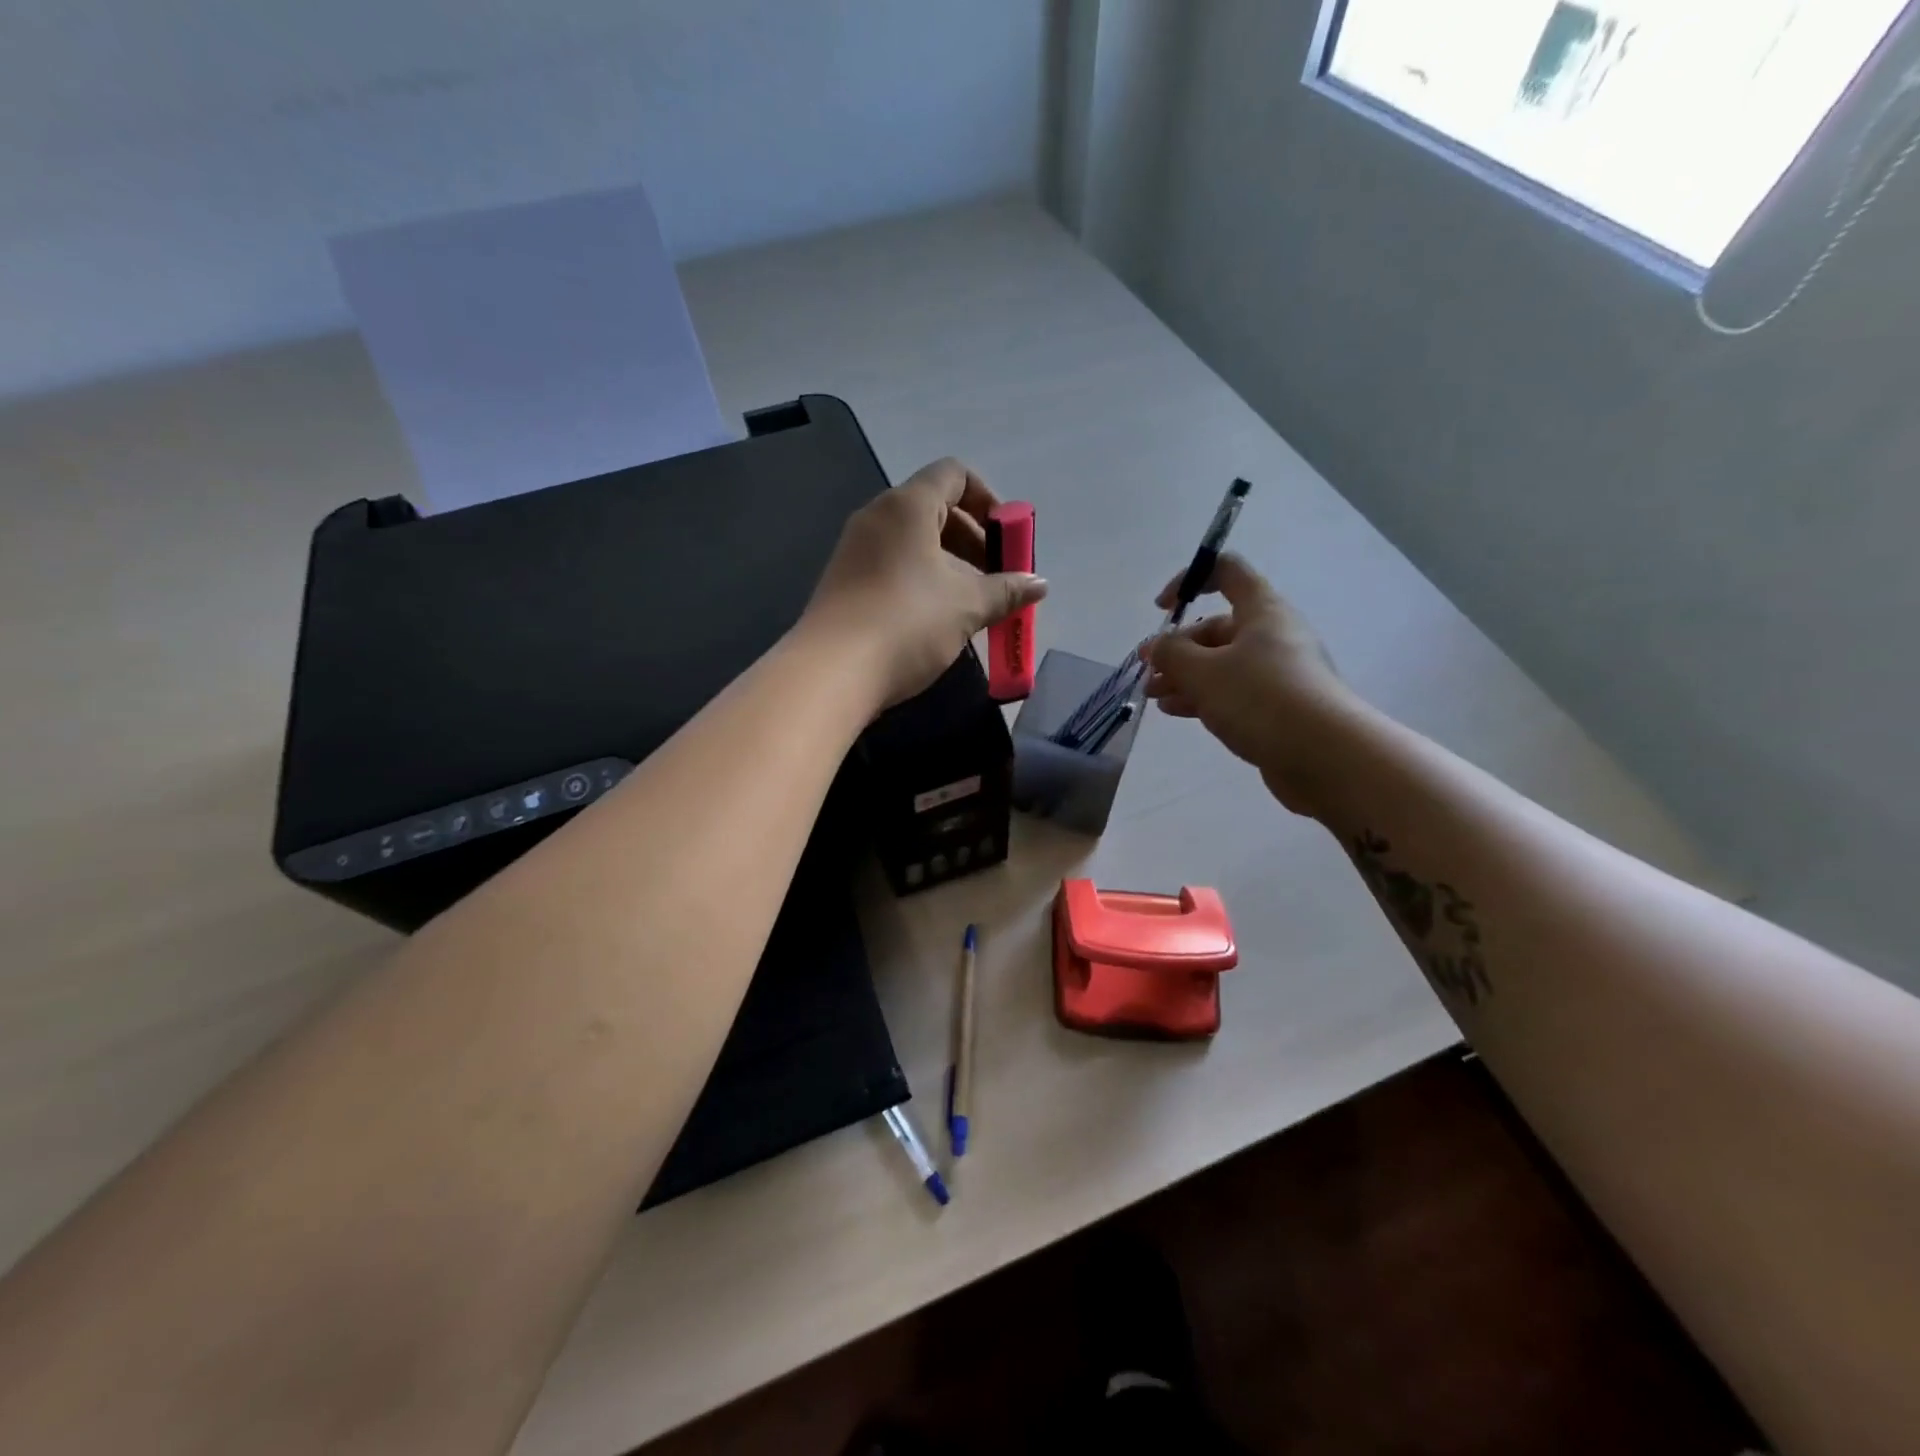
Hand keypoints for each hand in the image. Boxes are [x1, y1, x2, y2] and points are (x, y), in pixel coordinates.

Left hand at [802, 458, 1047, 710]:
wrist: (831, 673)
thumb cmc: (908, 623)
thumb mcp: (967, 606)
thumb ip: (1007, 590)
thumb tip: (1039, 583)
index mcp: (907, 506)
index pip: (954, 475)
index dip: (988, 500)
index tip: (1006, 541)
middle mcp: (877, 517)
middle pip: (934, 508)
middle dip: (973, 539)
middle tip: (996, 578)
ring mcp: (855, 549)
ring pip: (913, 541)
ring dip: (949, 564)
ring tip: (971, 605)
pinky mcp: (844, 581)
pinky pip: (892, 564)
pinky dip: (921, 579)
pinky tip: (935, 620)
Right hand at [1142, 554, 1363, 815]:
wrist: (1325, 755)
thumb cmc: (1260, 698)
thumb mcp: (1203, 671)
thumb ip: (1171, 653)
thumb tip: (1157, 646)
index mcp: (1262, 611)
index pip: (1227, 571)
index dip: (1190, 580)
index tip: (1162, 608)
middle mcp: (1274, 635)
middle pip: (1218, 628)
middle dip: (1178, 647)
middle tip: (1149, 671)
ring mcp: (1279, 672)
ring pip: (1222, 664)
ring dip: (1185, 676)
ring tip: (1154, 696)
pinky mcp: (1279, 707)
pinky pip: (1234, 692)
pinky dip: (1204, 697)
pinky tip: (1177, 711)